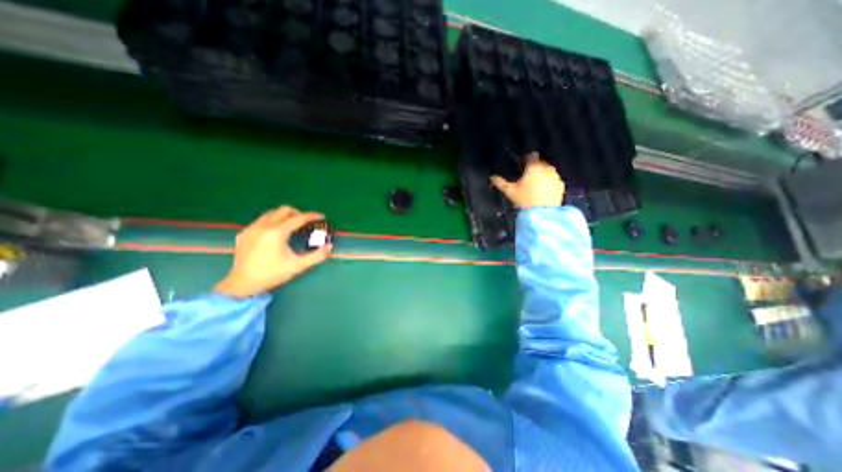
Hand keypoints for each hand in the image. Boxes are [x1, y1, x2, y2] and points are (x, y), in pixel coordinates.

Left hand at [214, 204, 333, 295]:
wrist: (242, 284)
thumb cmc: (272, 274)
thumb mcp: (298, 266)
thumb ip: (316, 256)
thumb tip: (330, 247)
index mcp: (277, 233)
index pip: (298, 218)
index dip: (312, 216)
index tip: (321, 217)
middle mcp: (263, 226)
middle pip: (284, 210)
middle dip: (298, 213)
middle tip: (306, 222)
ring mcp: (251, 228)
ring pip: (271, 213)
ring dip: (285, 216)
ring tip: (292, 227)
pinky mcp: (244, 233)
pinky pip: (261, 221)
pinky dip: (273, 222)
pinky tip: (275, 234)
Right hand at [487, 153, 565, 207]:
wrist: (543, 213)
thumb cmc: (525, 200)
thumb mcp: (510, 191)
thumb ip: (500, 183)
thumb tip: (491, 178)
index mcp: (534, 167)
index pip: (531, 156)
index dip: (526, 159)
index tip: (522, 165)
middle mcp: (546, 168)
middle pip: (540, 163)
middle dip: (534, 168)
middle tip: (527, 178)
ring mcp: (555, 176)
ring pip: (548, 172)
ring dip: (542, 175)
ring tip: (535, 186)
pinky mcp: (561, 186)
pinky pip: (554, 180)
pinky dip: (549, 183)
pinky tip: (543, 192)